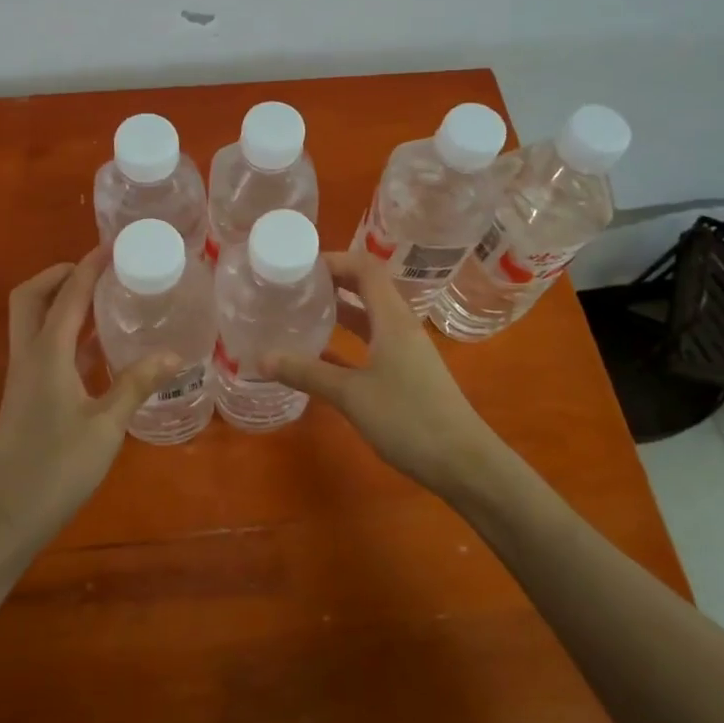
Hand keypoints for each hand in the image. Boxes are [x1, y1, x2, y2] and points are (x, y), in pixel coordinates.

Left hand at [0, 247, 181, 550]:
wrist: (4, 518)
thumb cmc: (55, 469)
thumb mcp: (106, 427)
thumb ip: (136, 386)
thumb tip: (174, 355)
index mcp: (47, 354)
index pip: (68, 294)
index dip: (89, 266)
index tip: (113, 246)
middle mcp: (28, 356)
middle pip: (30, 296)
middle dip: (59, 274)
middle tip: (97, 272)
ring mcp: (21, 377)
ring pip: (30, 320)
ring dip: (59, 301)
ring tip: (101, 299)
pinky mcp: (24, 397)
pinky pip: (39, 345)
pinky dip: (61, 330)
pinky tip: (92, 347)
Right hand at [266, 251, 505, 494]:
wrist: (463, 462)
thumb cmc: (409, 418)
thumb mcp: (351, 395)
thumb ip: (307, 373)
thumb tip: (260, 359)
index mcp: (393, 319)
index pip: (365, 269)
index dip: (334, 260)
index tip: (299, 266)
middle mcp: (401, 326)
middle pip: (368, 288)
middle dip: (333, 281)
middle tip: (294, 285)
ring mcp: (406, 350)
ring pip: (370, 316)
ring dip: (340, 309)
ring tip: (303, 311)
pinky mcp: (406, 373)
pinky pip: (373, 342)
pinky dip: (348, 339)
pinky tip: (321, 352)